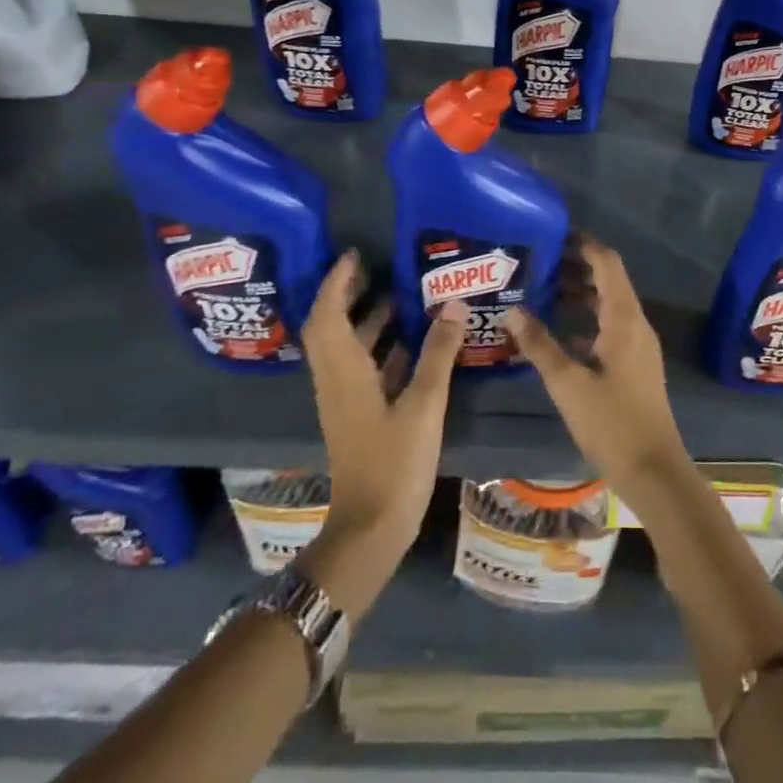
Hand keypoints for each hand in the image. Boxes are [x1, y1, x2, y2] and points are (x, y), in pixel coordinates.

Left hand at [297, 251, 465, 619]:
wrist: (370, 528)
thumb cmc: (393, 463)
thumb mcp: (423, 405)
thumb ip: (438, 353)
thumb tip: (453, 303)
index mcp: (344, 372)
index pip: (329, 314)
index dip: (337, 282)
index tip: (356, 254)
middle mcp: (336, 381)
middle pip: (331, 328)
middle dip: (349, 296)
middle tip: (379, 269)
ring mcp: (345, 401)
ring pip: (348, 349)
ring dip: (366, 321)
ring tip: (400, 296)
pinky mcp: (357, 417)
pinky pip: (363, 369)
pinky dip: (381, 349)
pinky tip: (412, 344)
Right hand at [503, 235, 691, 507]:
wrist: (654, 470)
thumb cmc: (612, 422)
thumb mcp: (568, 383)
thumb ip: (539, 345)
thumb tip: (513, 311)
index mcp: (624, 318)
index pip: (607, 263)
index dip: (584, 244)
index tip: (555, 233)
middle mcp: (635, 324)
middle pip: (608, 281)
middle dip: (576, 267)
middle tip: (539, 262)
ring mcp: (638, 345)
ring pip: (608, 305)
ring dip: (580, 294)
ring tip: (542, 291)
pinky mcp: (634, 365)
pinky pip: (609, 328)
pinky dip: (585, 320)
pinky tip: (557, 332)